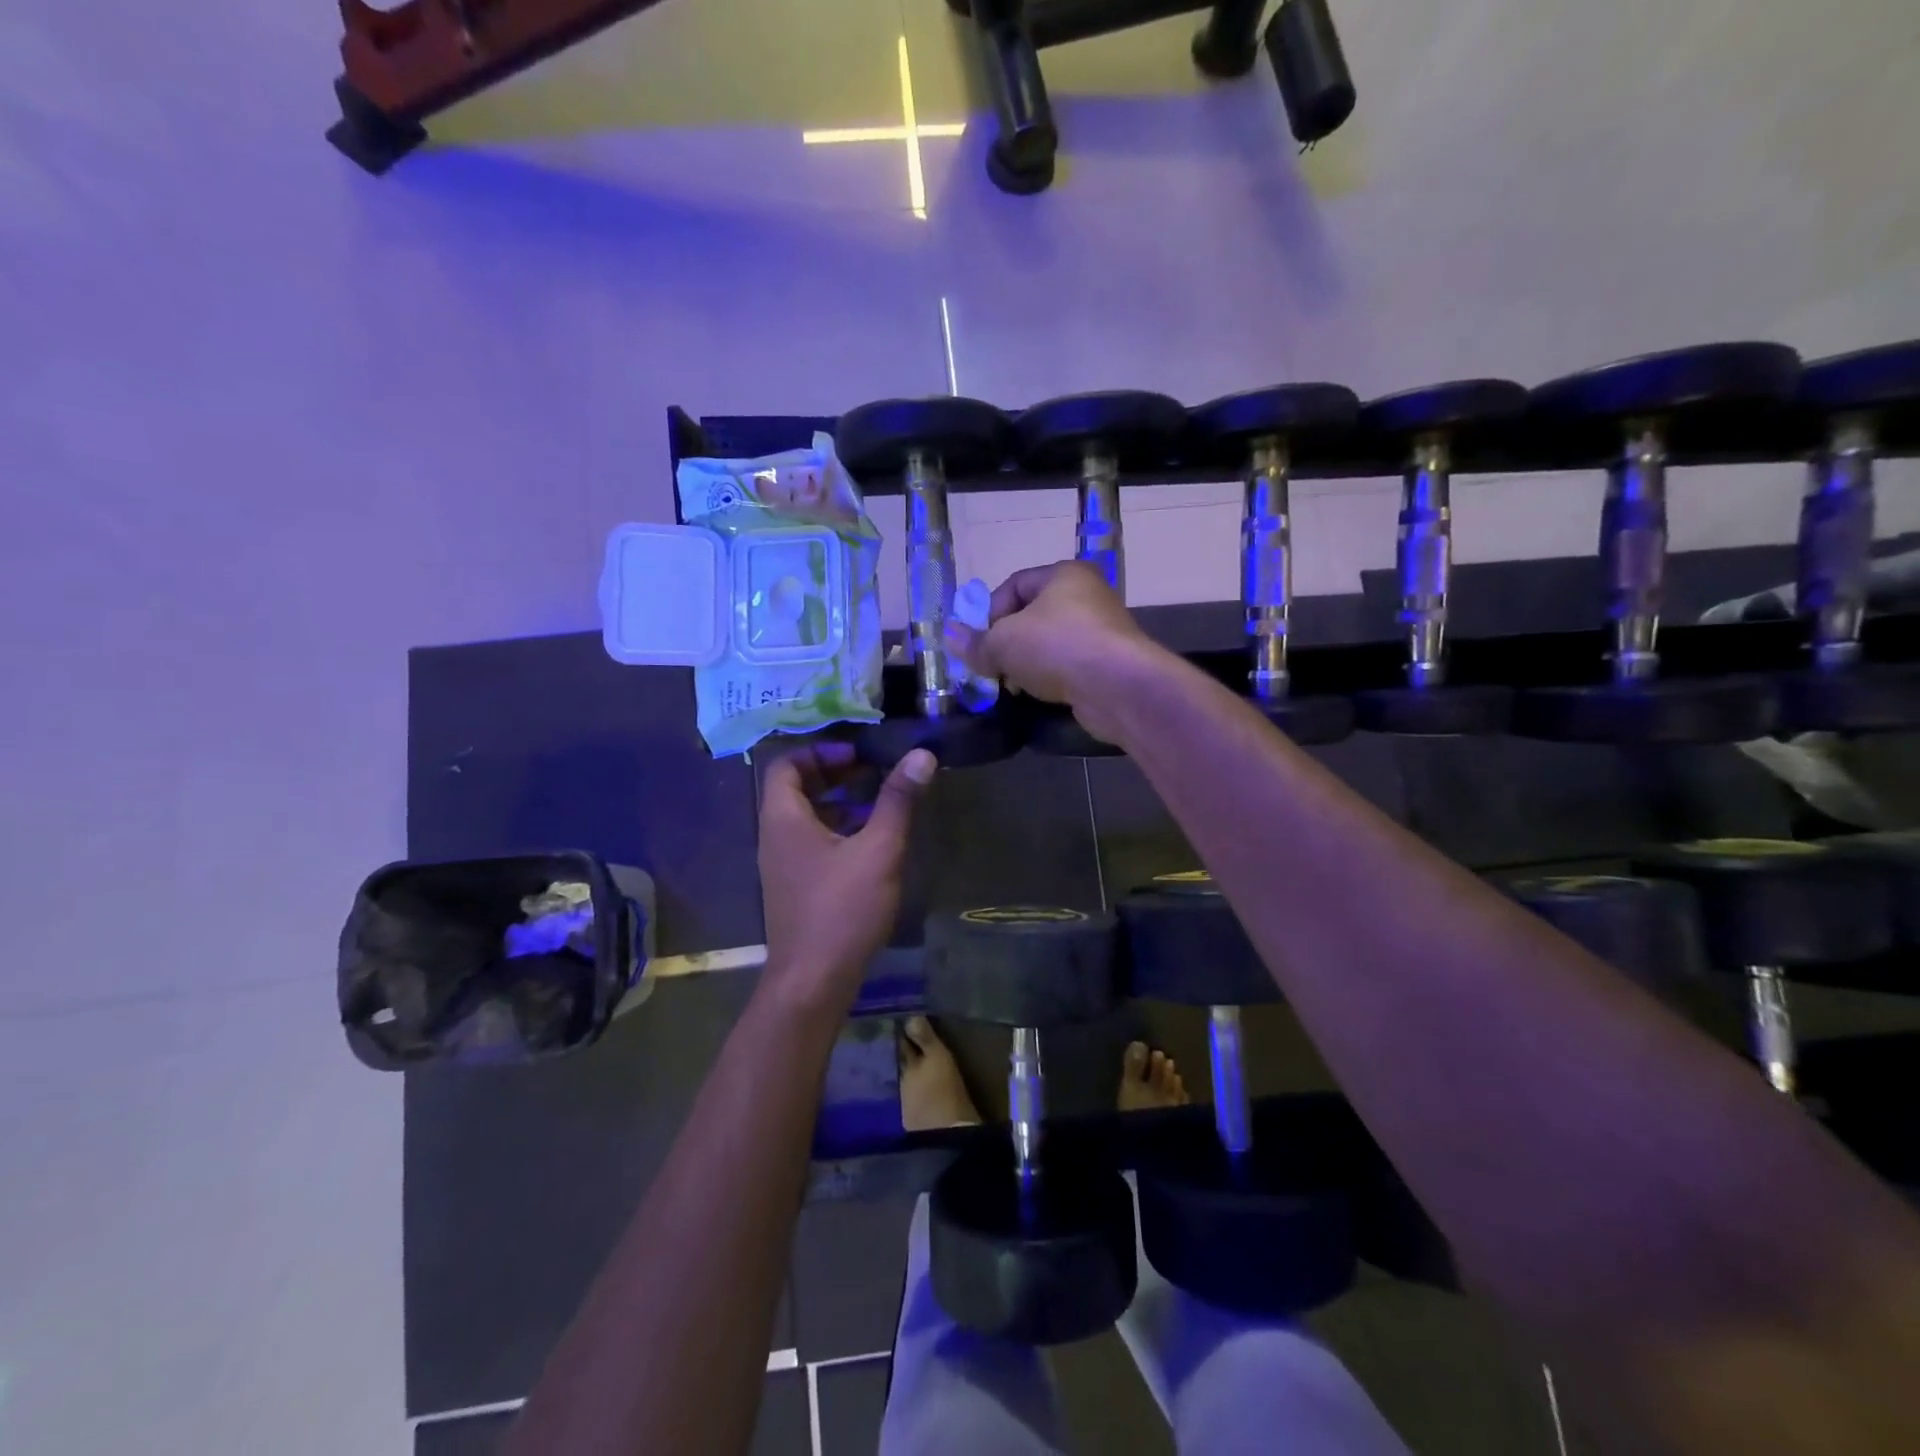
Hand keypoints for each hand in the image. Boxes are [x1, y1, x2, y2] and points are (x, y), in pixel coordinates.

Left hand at [757, 741, 934, 1008]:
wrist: (812, 982)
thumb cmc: (842, 910)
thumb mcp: (878, 850)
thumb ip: (898, 800)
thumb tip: (921, 755)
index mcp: (783, 820)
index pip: (785, 765)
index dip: (820, 751)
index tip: (857, 754)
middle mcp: (775, 837)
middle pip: (795, 789)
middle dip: (833, 773)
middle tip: (872, 770)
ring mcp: (782, 866)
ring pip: (805, 818)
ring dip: (838, 802)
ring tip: (878, 800)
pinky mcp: (795, 888)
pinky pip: (811, 842)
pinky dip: (837, 830)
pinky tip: (871, 842)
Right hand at [958, 561, 1159, 745]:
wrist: (1118, 687)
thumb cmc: (1057, 648)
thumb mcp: (1004, 643)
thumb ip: (975, 642)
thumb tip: (949, 636)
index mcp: (1064, 575)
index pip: (1014, 585)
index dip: (989, 613)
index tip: (978, 643)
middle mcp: (1086, 596)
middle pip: (1031, 616)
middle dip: (1006, 643)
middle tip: (990, 668)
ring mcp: (1101, 631)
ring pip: (1049, 644)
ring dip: (1026, 664)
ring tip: (1012, 686)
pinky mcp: (1108, 664)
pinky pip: (1068, 666)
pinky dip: (1050, 678)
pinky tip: (1039, 695)